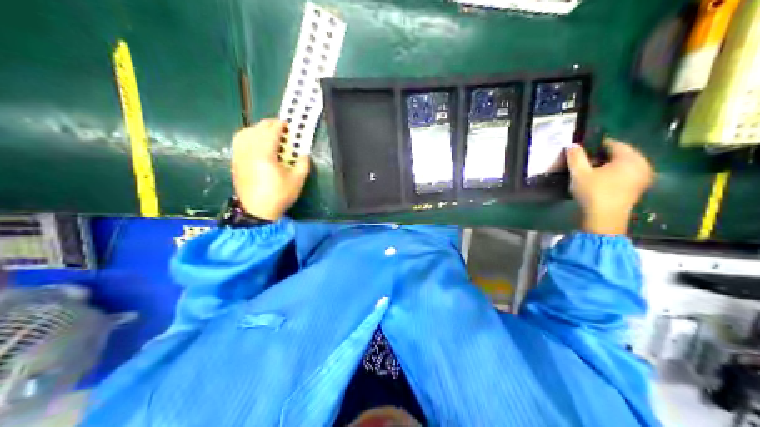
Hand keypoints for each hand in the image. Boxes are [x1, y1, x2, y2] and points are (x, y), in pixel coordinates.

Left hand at [236, 119, 310, 220]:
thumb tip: (304, 154)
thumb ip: (303, 164)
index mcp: (265, 153)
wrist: (257, 212)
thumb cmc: (278, 196)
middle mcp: (250, 150)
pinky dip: (248, 137)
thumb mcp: (297, 181)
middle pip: (258, 128)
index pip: (272, 130)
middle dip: (270, 125)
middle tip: (281, 129)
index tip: (289, 126)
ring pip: (245, 133)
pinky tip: (256, 143)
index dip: (281, 125)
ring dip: (257, 129)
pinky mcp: (235, 162)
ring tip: (267, 135)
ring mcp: (240, 155)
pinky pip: (239, 142)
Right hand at [570, 139, 652, 232]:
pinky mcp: (639, 189)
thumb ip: (576, 156)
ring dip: (608, 167)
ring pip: (622, 165)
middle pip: (619, 154)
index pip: (611, 144)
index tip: (581, 154)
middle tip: (585, 164)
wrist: (604, 222)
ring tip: (591, 174)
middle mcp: (642, 164)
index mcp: (630, 157)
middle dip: (602, 157)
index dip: (594, 147)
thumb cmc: (593, 194)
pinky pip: (626, 175)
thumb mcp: (579, 173)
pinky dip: (614, 176)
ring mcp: (643, 178)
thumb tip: (573, 145)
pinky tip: (601, 183)